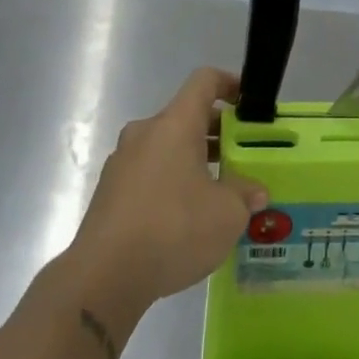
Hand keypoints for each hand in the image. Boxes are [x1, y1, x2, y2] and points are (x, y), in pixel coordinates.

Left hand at [66, 69, 268, 317]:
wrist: (104, 277)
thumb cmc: (173, 229)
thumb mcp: (227, 214)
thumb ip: (244, 194)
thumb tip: (254, 191)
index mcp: (175, 124)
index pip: (204, 81)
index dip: (230, 83)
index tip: (249, 102)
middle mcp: (145, 133)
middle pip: (186, 116)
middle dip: (218, 132)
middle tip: (243, 155)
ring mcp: (123, 162)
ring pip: (167, 146)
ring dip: (195, 159)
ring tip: (220, 191)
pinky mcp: (110, 192)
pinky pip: (150, 172)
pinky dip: (173, 181)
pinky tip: (188, 216)